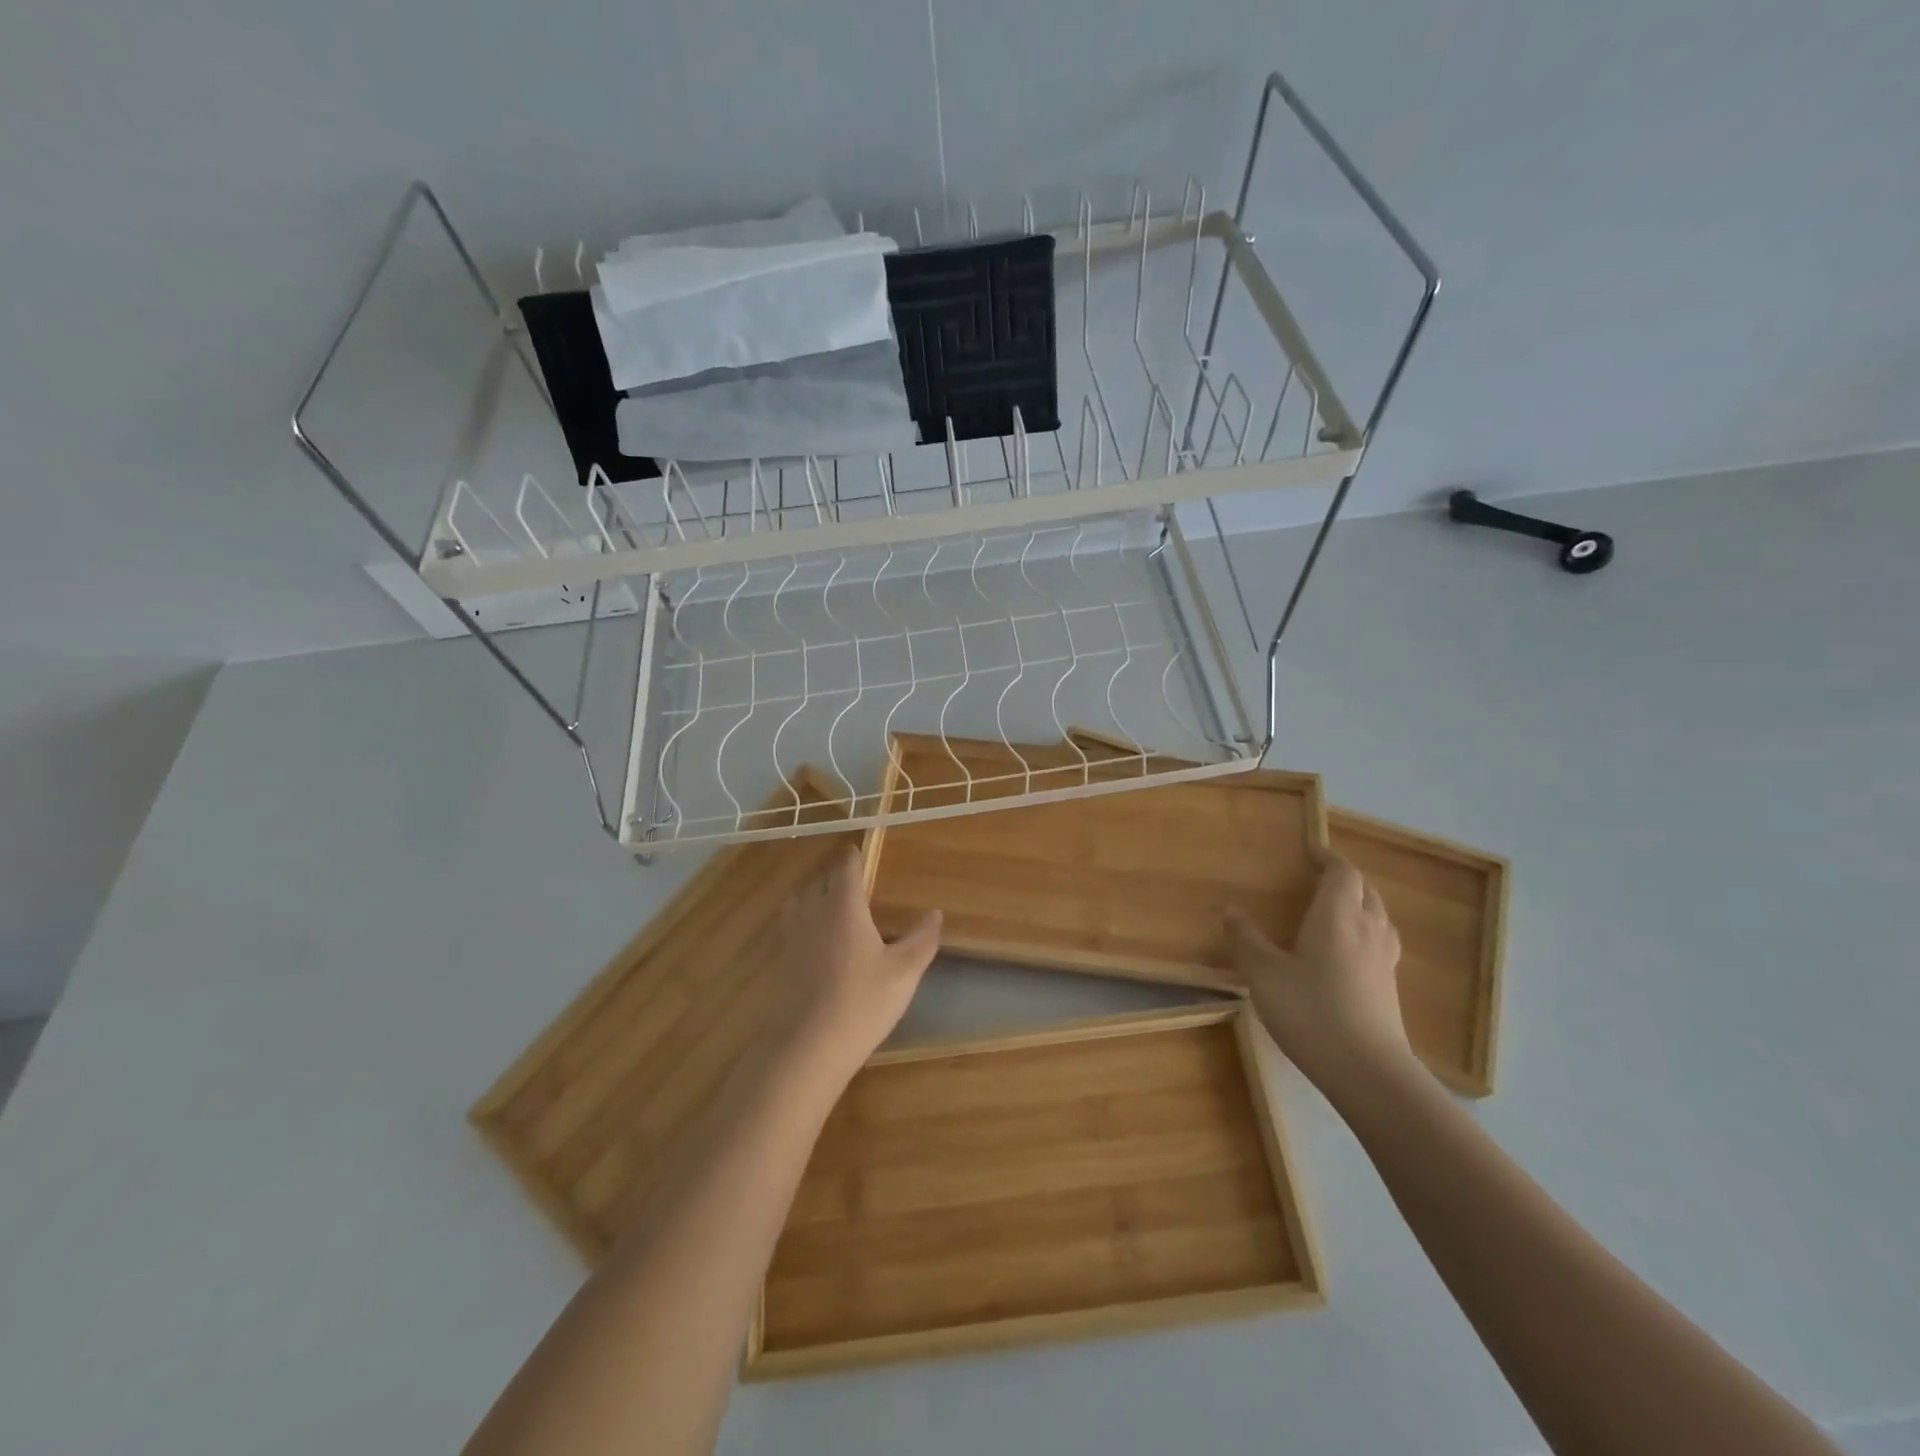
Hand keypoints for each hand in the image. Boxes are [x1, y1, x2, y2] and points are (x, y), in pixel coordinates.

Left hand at [775, 846, 941, 1084]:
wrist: (809, 1047)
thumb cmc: (863, 1002)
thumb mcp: (904, 971)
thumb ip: (921, 938)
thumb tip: (935, 913)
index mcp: (843, 906)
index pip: (845, 868)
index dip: (853, 857)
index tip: (860, 853)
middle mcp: (813, 912)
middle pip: (820, 881)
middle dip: (836, 876)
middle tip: (854, 881)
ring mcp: (792, 937)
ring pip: (800, 902)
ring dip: (815, 897)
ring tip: (832, 907)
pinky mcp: (780, 962)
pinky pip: (792, 927)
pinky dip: (804, 922)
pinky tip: (818, 943)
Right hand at [1228, 853, 1411, 1095]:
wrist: (1367, 1070)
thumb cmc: (1310, 1011)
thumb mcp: (1264, 974)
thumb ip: (1247, 940)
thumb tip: (1231, 909)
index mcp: (1337, 917)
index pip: (1342, 874)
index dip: (1328, 859)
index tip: (1310, 851)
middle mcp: (1366, 930)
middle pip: (1366, 891)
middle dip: (1345, 879)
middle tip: (1320, 878)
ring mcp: (1383, 961)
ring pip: (1379, 917)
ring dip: (1362, 904)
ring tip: (1339, 909)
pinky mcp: (1390, 988)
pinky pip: (1382, 943)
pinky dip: (1367, 932)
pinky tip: (1350, 952)